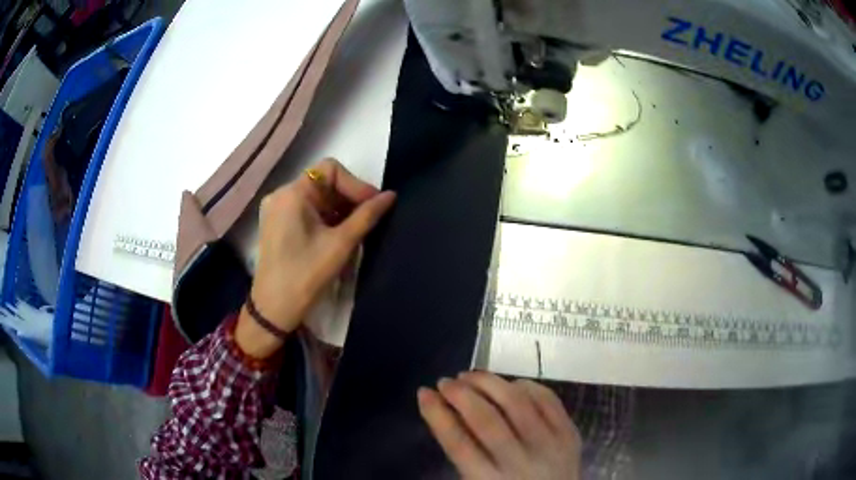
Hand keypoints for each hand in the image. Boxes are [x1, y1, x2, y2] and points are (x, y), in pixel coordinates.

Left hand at [235, 159, 395, 357]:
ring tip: (355, 230)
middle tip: (368, 219)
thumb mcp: (340, 244)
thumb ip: (366, 215)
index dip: (355, 184)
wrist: (274, 309)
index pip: (330, 170)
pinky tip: (337, 235)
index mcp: (292, 193)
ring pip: (315, 197)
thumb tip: (390, 196)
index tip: (373, 205)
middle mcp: (280, 194)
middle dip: (348, 197)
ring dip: (338, 209)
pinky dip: (324, 217)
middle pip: (322, 182)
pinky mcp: (276, 224)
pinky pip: (305, 210)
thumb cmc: (306, 274)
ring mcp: (276, 210)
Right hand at [418, 372, 581, 479]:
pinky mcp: (570, 432)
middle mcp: (520, 462)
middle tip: (445, 382)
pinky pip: (547, 399)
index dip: (437, 414)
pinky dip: (526, 386)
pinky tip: (510, 383)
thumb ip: (464, 454)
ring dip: (489, 383)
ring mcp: (549, 445)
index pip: (458, 443)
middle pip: (487, 420)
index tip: (423, 393)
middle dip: (461, 394)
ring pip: (517, 403)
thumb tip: (444, 410)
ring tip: (471, 375)